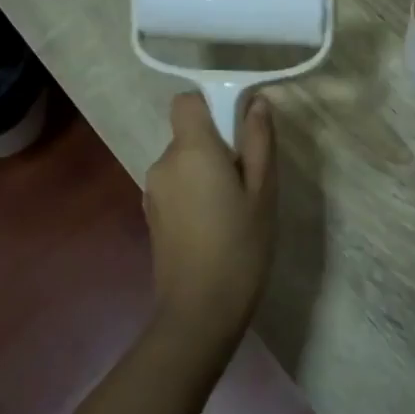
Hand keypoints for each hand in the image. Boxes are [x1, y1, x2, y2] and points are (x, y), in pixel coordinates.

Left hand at [143, 92, 276, 361]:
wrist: (199, 312)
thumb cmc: (240, 246)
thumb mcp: (263, 191)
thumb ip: (258, 141)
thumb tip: (256, 102)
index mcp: (191, 150)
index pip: (186, 101)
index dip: (210, 105)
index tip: (237, 127)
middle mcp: (163, 163)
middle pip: (188, 133)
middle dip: (216, 144)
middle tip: (248, 178)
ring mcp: (152, 191)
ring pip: (183, 161)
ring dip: (206, 171)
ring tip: (234, 207)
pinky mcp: (151, 215)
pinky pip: (176, 185)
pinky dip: (194, 192)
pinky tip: (214, 225)